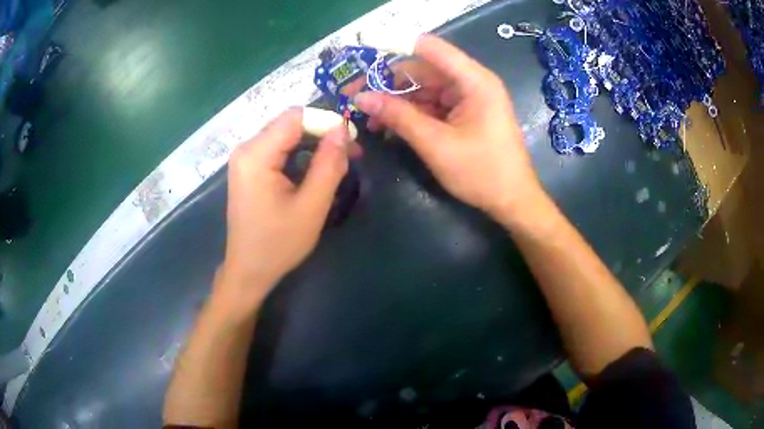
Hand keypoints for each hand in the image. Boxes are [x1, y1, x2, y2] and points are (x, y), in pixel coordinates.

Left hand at [217, 109, 349, 313]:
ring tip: (339, 162)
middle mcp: (246, 149)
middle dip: (322, 132)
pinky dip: (300, 153)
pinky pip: (278, 148)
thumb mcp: (311, 206)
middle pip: (289, 123)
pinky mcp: (249, 168)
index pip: (295, 117)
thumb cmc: (278, 244)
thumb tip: (343, 130)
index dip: (327, 121)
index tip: (352, 140)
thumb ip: (329, 164)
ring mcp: (245, 158)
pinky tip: (316, 168)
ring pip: (286, 135)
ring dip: (314, 143)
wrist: (249, 270)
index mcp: (256, 155)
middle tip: (351, 153)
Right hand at [353, 35, 543, 223]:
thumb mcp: (435, 144)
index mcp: (473, 80)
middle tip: (358, 97)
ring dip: (399, 102)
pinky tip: (392, 127)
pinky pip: (434, 105)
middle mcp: (472, 82)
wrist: (513, 201)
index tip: (363, 59)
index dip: (395, 47)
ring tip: (371, 120)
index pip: (429, 48)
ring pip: (426, 89)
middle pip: (424, 69)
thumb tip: (361, 98)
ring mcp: (469, 98)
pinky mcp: (466, 114)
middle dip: (390, 83)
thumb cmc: (482, 173)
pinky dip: (413, 114)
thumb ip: (398, 117)